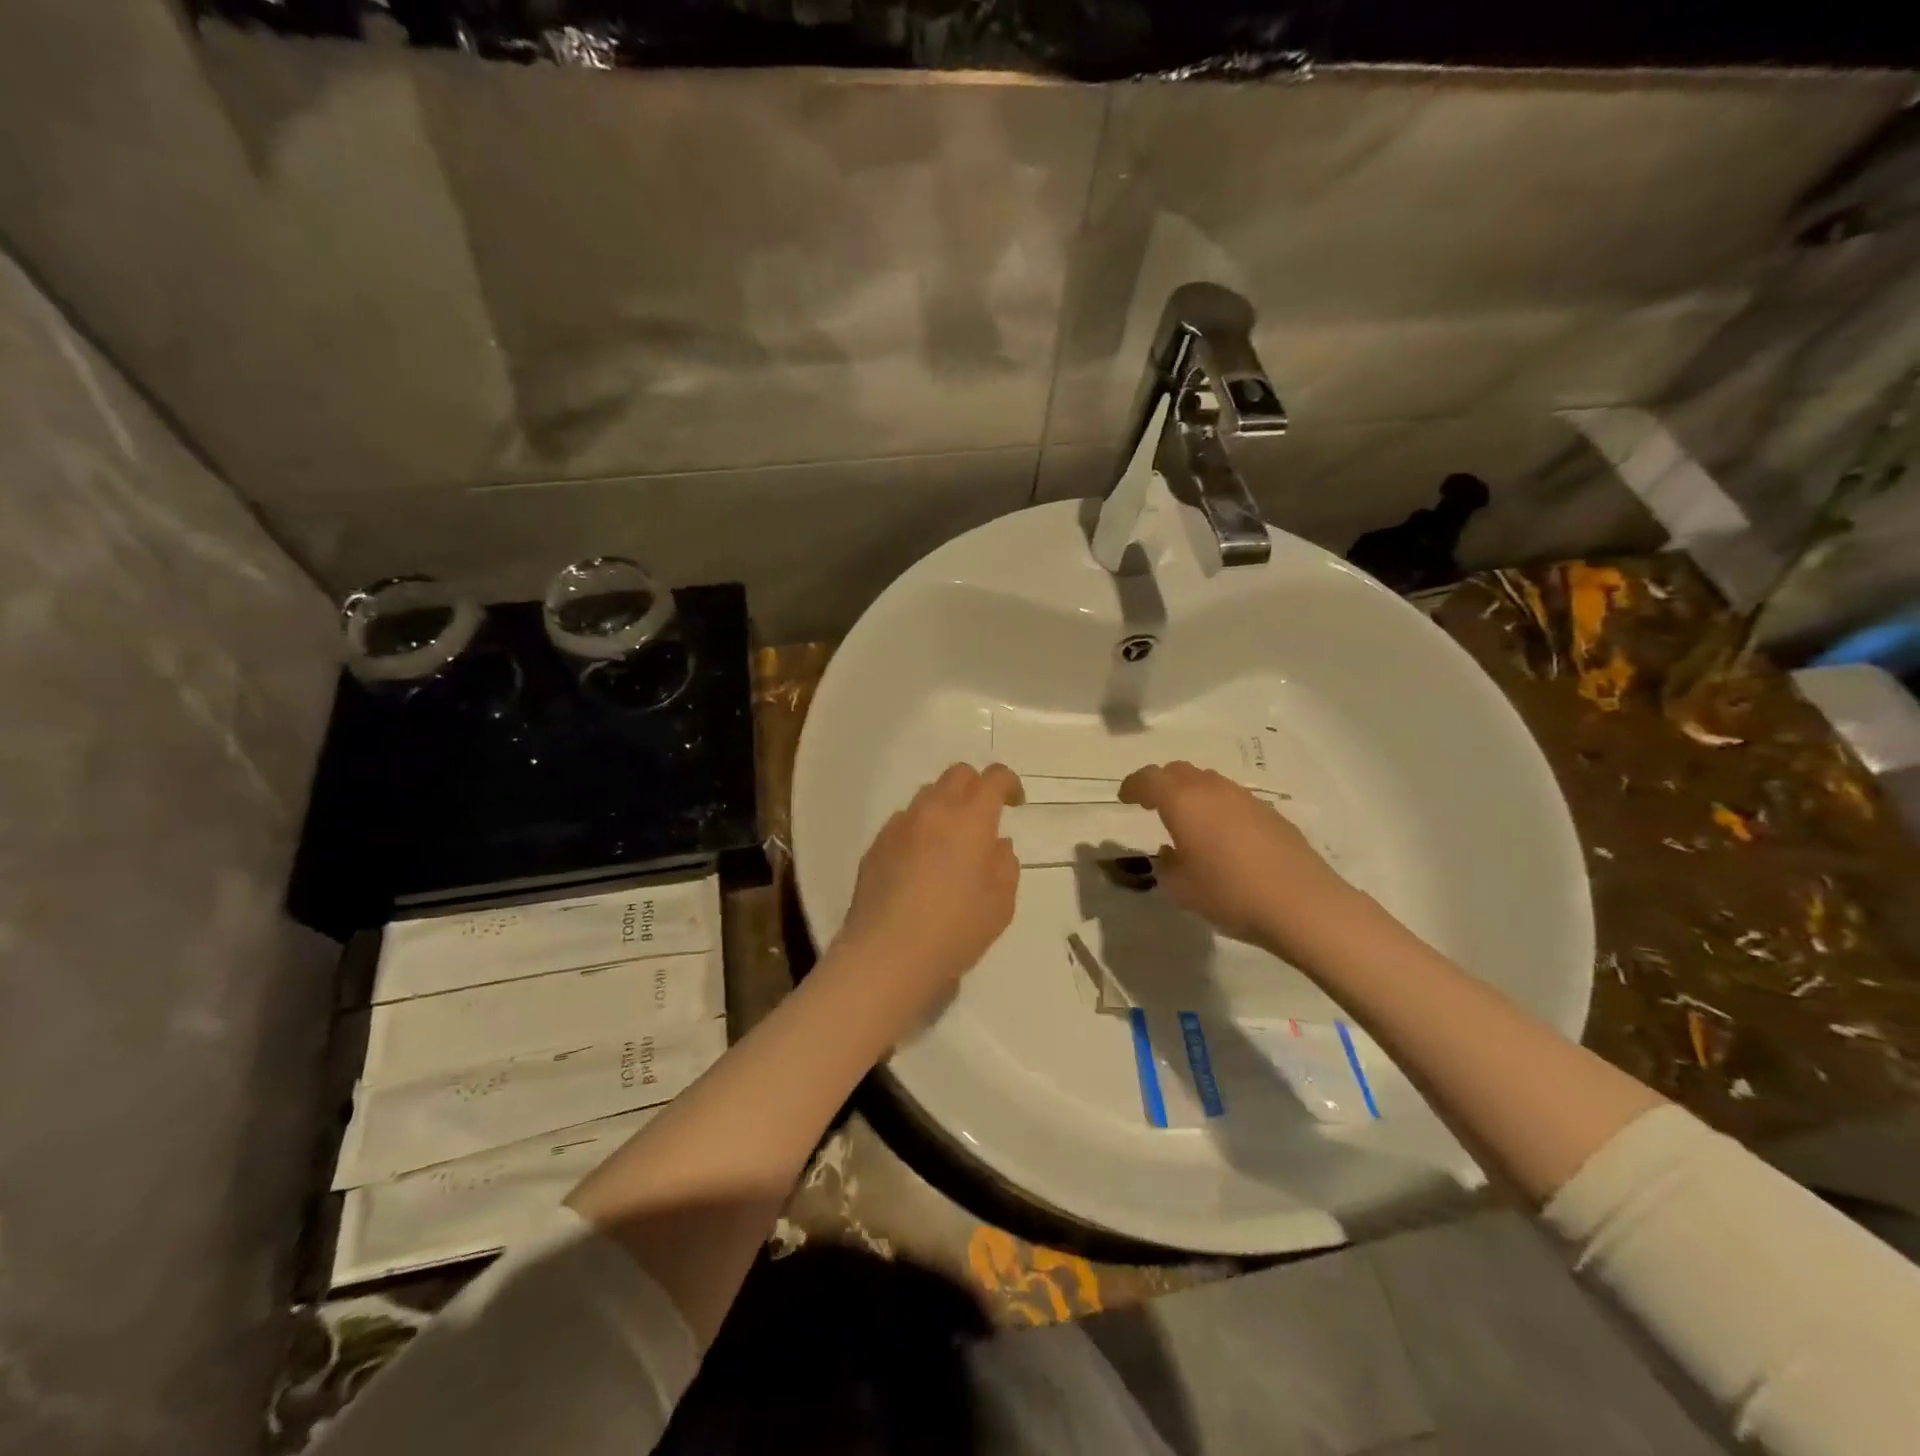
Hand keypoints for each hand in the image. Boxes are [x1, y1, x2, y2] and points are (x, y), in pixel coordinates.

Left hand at [835, 763, 1023, 1018]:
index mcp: (970, 819)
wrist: (887, 954)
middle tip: (984, 817)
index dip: (1008, 783)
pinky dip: (919, 830)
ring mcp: (899, 826)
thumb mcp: (1000, 904)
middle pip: (957, 775)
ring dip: (945, 807)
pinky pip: (903, 823)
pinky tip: (920, 865)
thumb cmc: (955, 930)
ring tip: (950, 843)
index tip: (1015, 804)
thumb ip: (1005, 865)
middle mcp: (933, 812)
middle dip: (976, 786)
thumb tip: (996, 845)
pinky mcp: (875, 846)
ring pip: (927, 796)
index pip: (993, 778)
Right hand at [1119, 761, 1353, 959]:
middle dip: (1162, 783)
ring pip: (1209, 782)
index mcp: (1183, 802)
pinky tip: (1224, 837)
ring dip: (1192, 793)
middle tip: (1153, 803)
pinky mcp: (1271, 814)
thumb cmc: (1230, 894)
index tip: (1125, 798)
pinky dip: (1219, 808)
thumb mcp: (1182, 889)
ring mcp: (1246, 799)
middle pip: (1180, 772)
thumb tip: (1171, 852)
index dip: (1134, 785)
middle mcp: (1213, 791)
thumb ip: (1168, 865)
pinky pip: (1234, 800)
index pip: (1150, 779)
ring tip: (1189, 820)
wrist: (1302, 905)